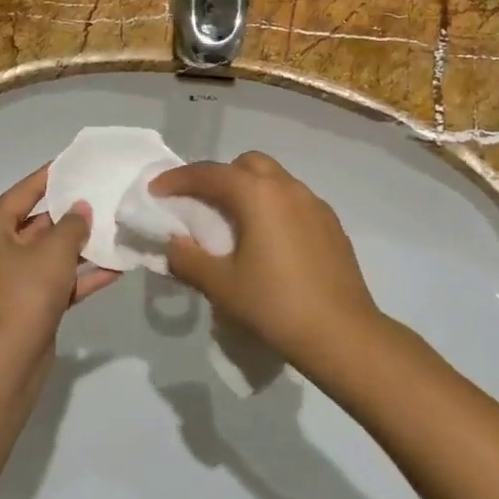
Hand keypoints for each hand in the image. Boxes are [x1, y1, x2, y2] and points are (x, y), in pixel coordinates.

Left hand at [0, 167, 119, 358]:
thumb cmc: (26, 291)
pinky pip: (59, 281)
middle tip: (101, 195)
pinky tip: (116, 267)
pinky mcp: (32, 305)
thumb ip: (72, 225)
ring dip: (80, 245)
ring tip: (114, 228)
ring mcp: (14, 281)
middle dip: (70, 214)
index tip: (72, 163)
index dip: (47, 177)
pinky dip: (83, 275)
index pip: (21, 194)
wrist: (11, 358)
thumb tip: (81, 208)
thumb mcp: (53, 251)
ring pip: (51, 254)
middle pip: (37, 224)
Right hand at [149, 152, 386, 377]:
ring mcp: (315, 204)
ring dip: (248, 191)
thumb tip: (174, 243)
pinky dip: (272, 207)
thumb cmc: (275, 305)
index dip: (178, 179)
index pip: (210, 173)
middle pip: (246, 165)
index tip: (156, 191)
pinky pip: (293, 201)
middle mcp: (288, 188)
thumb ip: (189, 258)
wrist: (343, 334)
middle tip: (200, 205)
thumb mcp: (221, 285)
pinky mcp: (332, 224)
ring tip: (234, 224)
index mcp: (258, 194)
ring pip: (274, 180)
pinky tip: (269, 242)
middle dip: (219, 177)